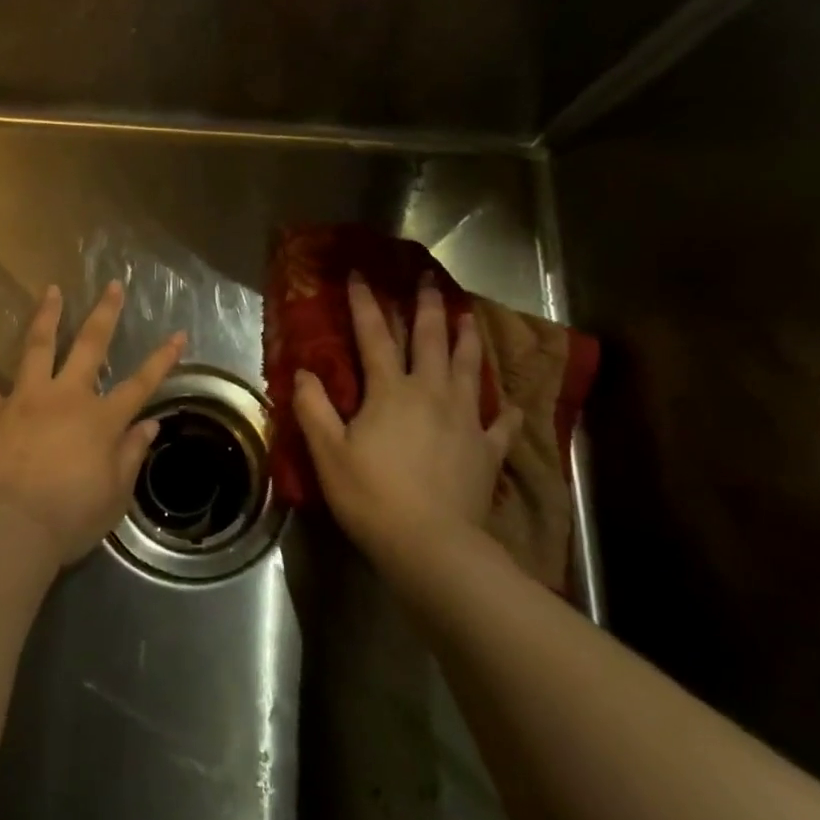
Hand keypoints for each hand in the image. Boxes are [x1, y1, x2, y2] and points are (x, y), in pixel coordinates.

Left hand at [0, 282, 187, 565]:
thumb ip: (131, 454)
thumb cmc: (71, 516)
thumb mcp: (115, 494)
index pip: (140, 384)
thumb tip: (150, 425)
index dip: (162, 359)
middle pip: (90, 346)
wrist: (12, 526)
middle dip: (104, 314)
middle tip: (112, 286)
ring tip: (51, 290)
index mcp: (101, 419)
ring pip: (38, 347)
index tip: (178, 334)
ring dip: (46, 316)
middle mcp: (66, 397)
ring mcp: (26, 399)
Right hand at [293, 275, 523, 582]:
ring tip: (469, 317)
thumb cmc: (372, 496)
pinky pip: (501, 425)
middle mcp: (432, 393)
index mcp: (391, 391)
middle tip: (429, 281)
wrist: (433, 544)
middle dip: (428, 308)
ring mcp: (465, 420)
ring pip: (470, 369)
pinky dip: (507, 413)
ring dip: (468, 340)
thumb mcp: (328, 452)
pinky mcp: (487, 450)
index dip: (365, 304)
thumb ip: (314, 408)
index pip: (374, 336)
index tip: (360, 275)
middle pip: (431, 341)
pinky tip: (513, 407)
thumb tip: (305, 372)